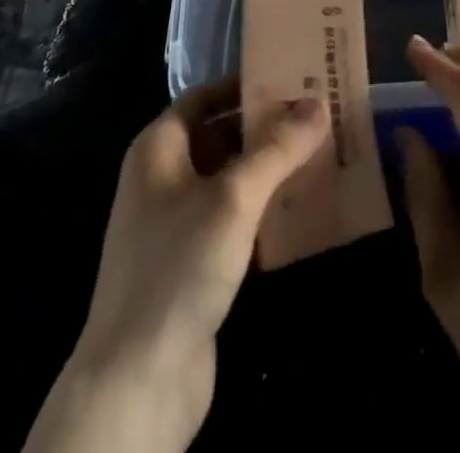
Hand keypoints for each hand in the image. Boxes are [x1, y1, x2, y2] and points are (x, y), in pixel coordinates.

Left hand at [22, 81, 327, 452]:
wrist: (136, 383)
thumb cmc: (179, 267)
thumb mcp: (234, 197)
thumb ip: (277, 148)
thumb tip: (319, 103)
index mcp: (159, 148)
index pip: (207, 96)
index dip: (248, 84)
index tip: (295, 77)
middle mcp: (163, 178)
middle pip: (222, 135)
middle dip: (268, 128)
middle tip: (321, 116)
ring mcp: (176, 224)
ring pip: (231, 180)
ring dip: (271, 170)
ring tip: (323, 155)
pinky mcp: (193, 265)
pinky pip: (234, 221)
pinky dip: (264, 212)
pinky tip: (304, 210)